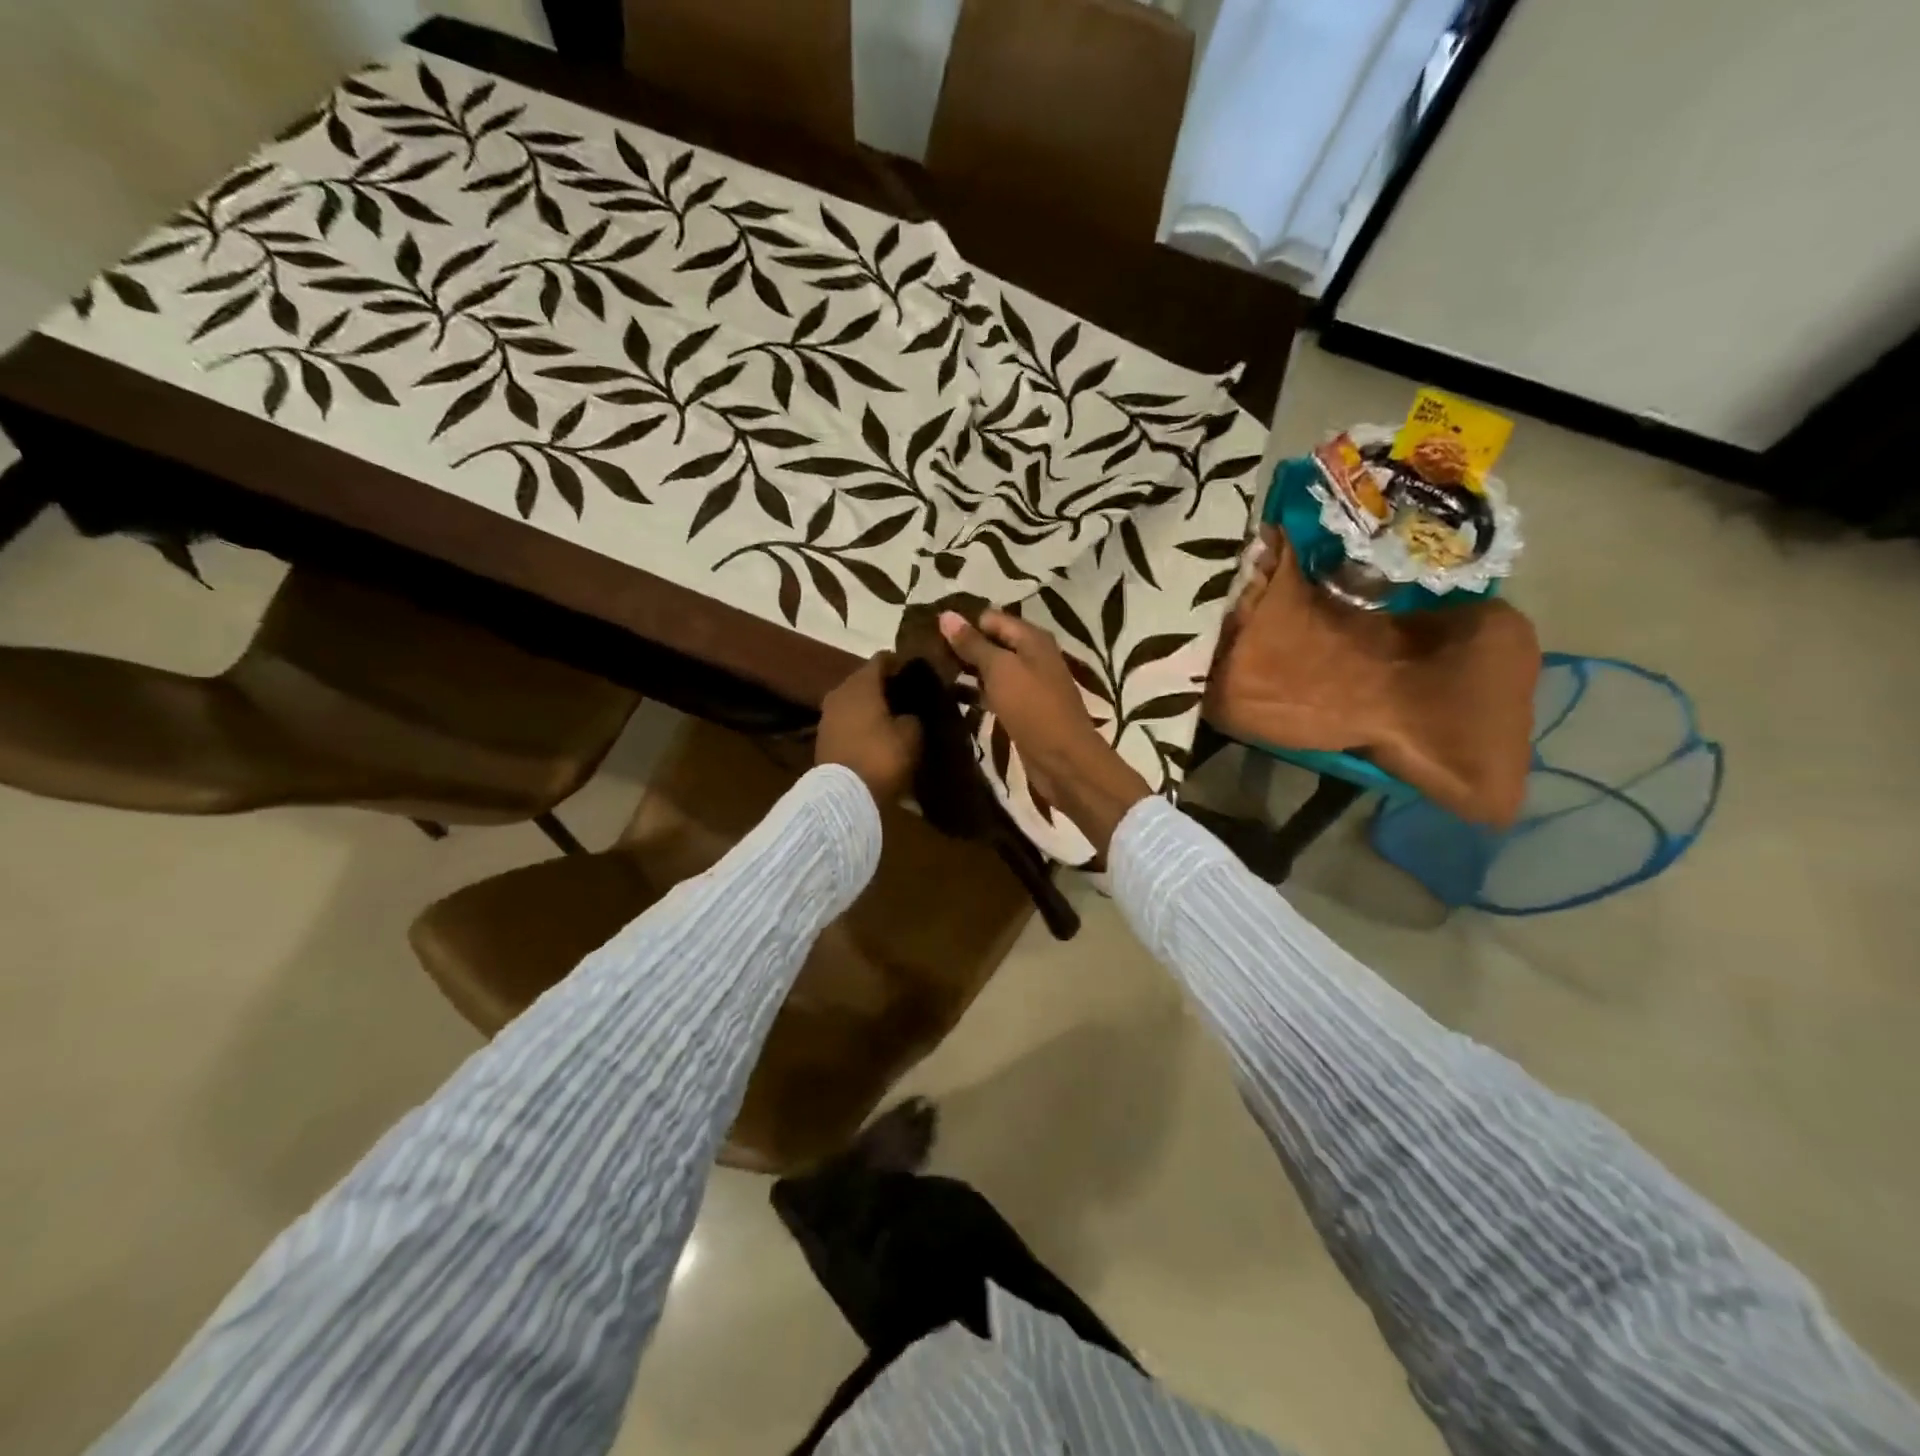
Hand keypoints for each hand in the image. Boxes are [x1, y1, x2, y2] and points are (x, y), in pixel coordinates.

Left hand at [816, 653, 922, 803]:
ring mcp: (827, 714)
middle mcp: (840, 691)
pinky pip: (846, 719)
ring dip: (870, 705)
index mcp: (861, 683)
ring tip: (892, 715)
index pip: (882, 658)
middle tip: (906, 694)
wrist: (843, 795)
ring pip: (854, 700)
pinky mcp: (823, 736)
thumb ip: (913, 716)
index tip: (915, 671)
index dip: (900, 662)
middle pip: (865, 679)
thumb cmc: (880, 756)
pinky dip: (860, 722)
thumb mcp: (911, 735)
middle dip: (884, 685)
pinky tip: (876, 733)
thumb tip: (909, 713)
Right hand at [938, 609, 1150, 853]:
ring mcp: (1029, 684)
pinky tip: (953, 698)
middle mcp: (1033, 655)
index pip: (990, 618)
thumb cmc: (1033, 707)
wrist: (1064, 759)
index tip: (931, 635)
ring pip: (993, 670)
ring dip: (968, 672)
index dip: (963, 624)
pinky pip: (996, 693)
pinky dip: (977, 693)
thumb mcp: (1000, 669)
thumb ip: (973, 644)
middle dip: (963, 648)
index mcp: (1032, 638)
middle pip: (992, 643)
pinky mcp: (1023, 709)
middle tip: (926, 655)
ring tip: (931, 675)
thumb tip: (946, 615)